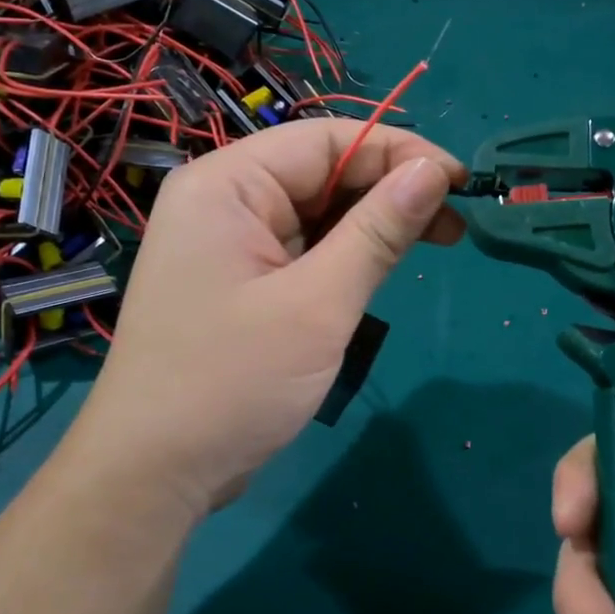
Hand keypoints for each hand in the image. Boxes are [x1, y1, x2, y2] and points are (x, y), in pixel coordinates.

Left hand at [68, 120, 464, 521]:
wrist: (154, 473)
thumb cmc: (232, 381)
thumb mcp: (318, 303)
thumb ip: (378, 230)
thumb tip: (433, 171)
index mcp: (227, 184)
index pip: (326, 139)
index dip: (398, 150)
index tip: (460, 180)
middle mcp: (223, 201)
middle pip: (321, 172)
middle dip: (390, 190)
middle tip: (455, 223)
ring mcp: (229, 244)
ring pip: (316, 213)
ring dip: (373, 224)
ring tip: (436, 242)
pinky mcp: (241, 283)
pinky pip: (302, 250)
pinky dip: (346, 255)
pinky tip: (383, 267)